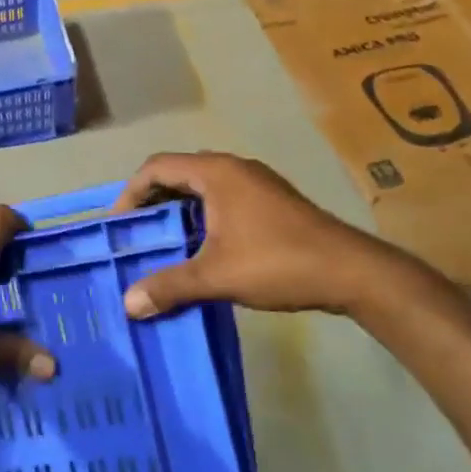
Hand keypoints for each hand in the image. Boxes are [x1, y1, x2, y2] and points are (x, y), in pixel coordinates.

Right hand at [111, 152, 419, 317]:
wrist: (352, 272)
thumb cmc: (278, 262)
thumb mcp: (217, 276)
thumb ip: (169, 286)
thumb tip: (128, 304)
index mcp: (217, 172)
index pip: (157, 167)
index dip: (131, 192)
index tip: (118, 224)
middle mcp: (234, 168)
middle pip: (178, 173)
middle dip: (152, 201)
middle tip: (135, 233)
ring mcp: (256, 183)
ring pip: (201, 188)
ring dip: (177, 210)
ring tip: (161, 242)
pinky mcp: (270, 201)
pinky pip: (221, 199)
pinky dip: (200, 216)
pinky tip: (199, 248)